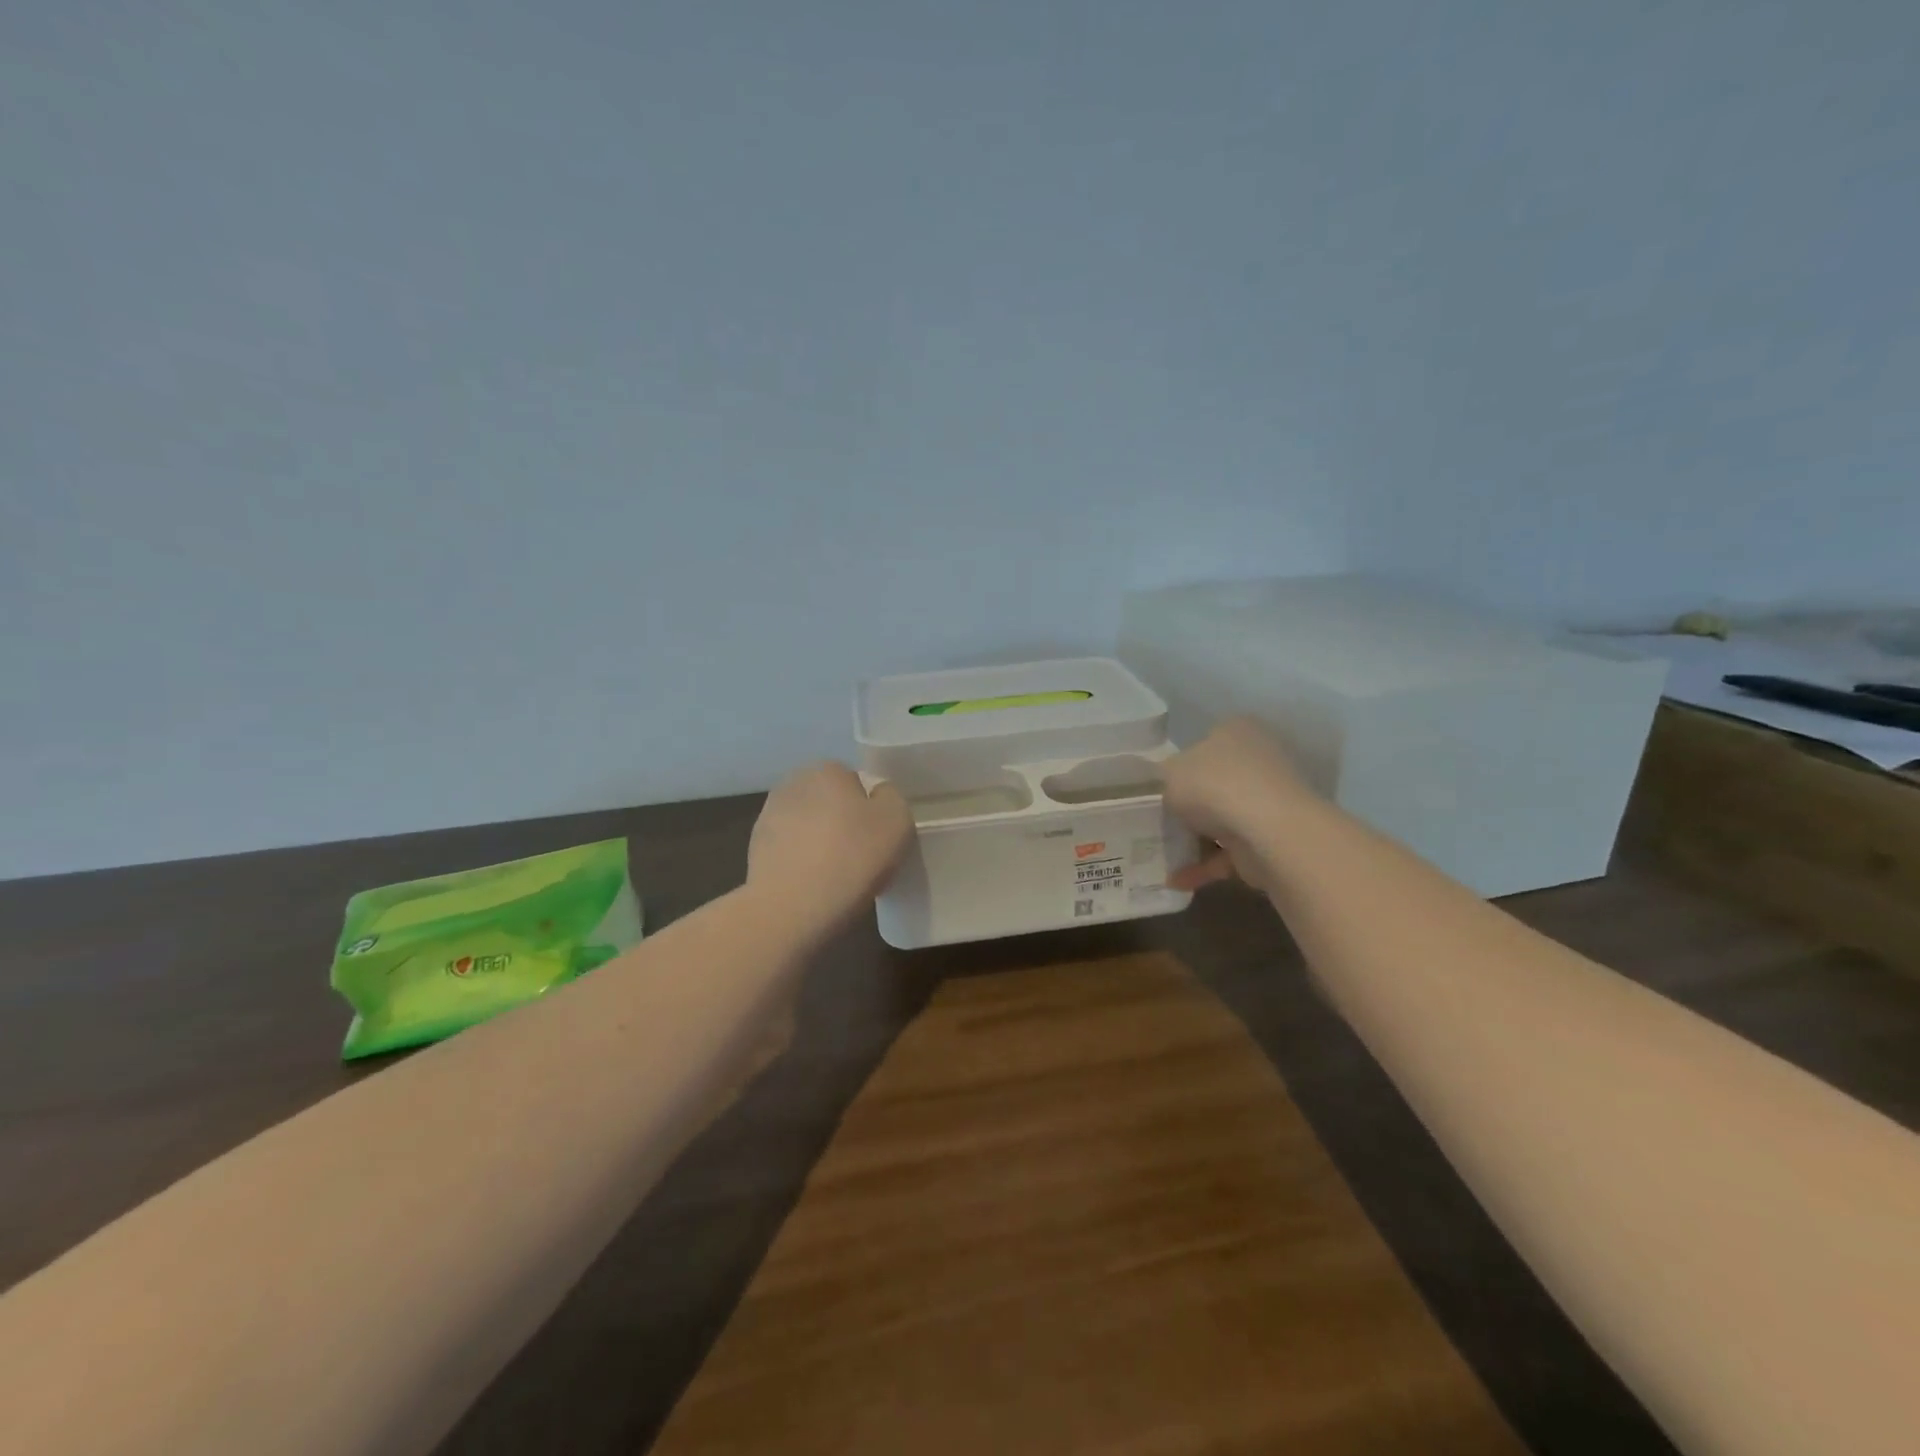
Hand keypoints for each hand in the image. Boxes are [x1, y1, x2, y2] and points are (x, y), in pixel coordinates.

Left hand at [747, 762, 913, 935]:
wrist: (792, 908)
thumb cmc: (852, 857)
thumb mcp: (897, 820)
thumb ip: (891, 797)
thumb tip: (876, 797)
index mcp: (826, 770)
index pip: (855, 782)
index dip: (869, 809)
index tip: (877, 837)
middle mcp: (792, 784)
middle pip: (829, 802)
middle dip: (842, 823)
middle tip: (860, 856)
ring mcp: (768, 817)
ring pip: (808, 827)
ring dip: (819, 843)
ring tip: (835, 877)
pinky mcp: (755, 850)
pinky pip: (790, 851)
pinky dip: (801, 864)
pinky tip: (812, 887)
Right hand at [1161, 718, 1308, 893]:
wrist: (1268, 832)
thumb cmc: (1214, 786)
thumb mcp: (1168, 773)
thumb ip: (1164, 779)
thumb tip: (1168, 788)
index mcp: (1236, 731)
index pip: (1205, 742)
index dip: (1180, 764)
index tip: (1159, 786)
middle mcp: (1259, 759)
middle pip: (1215, 781)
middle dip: (1191, 803)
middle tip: (1159, 819)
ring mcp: (1270, 800)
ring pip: (1224, 818)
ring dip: (1197, 837)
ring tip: (1162, 853)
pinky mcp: (1272, 837)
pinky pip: (1230, 851)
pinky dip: (1205, 866)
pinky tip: (1176, 880)